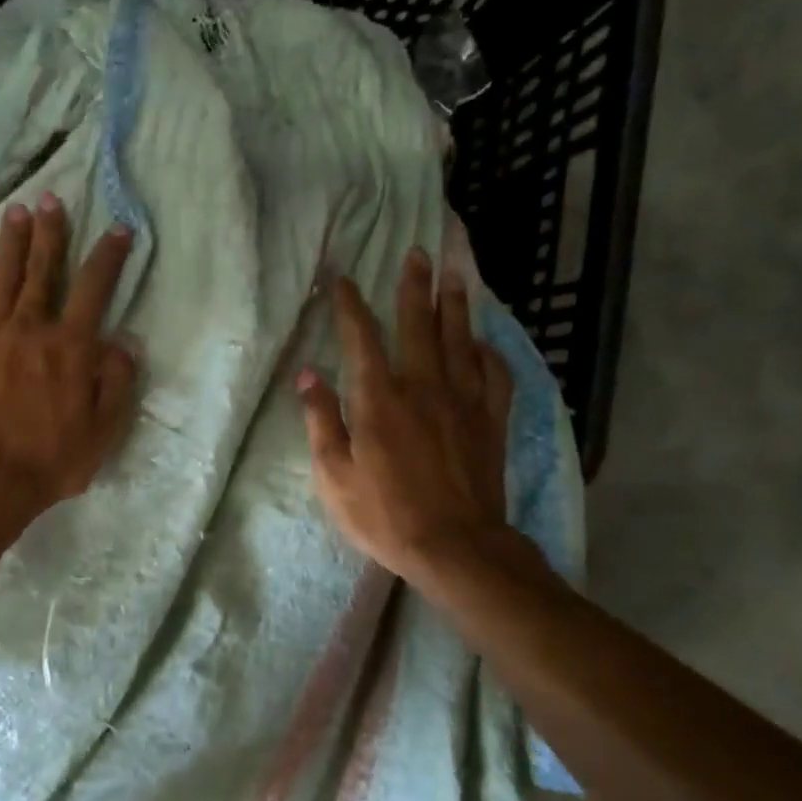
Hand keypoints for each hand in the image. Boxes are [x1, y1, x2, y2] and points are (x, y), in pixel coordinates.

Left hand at [0, 193, 137, 519]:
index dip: (108, 256)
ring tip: (15, 212)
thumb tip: (123, 342)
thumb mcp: (103, 431)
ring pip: (2, 278)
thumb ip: (117, 382)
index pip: (94, 288)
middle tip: (50, 198)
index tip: (118, 229)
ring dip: (11, 243)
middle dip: (50, 232)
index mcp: (70, 347)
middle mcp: (30, 329)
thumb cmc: (49, 461)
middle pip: (42, 270)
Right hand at [296, 249, 530, 588]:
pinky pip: (494, 375)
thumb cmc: (384, 515)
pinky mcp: (490, 421)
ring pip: (460, 340)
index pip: (362, 339)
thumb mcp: (334, 476)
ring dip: (455, 305)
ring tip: (454, 275)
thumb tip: (307, 375)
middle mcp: (423, 388)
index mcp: (379, 400)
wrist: (455, 546)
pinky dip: (489, 352)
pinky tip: (484, 342)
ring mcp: (463, 402)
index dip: (351, 306)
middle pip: (420, 325)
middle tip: (417, 254)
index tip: (343, 278)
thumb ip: (321, 421)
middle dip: (415, 287)